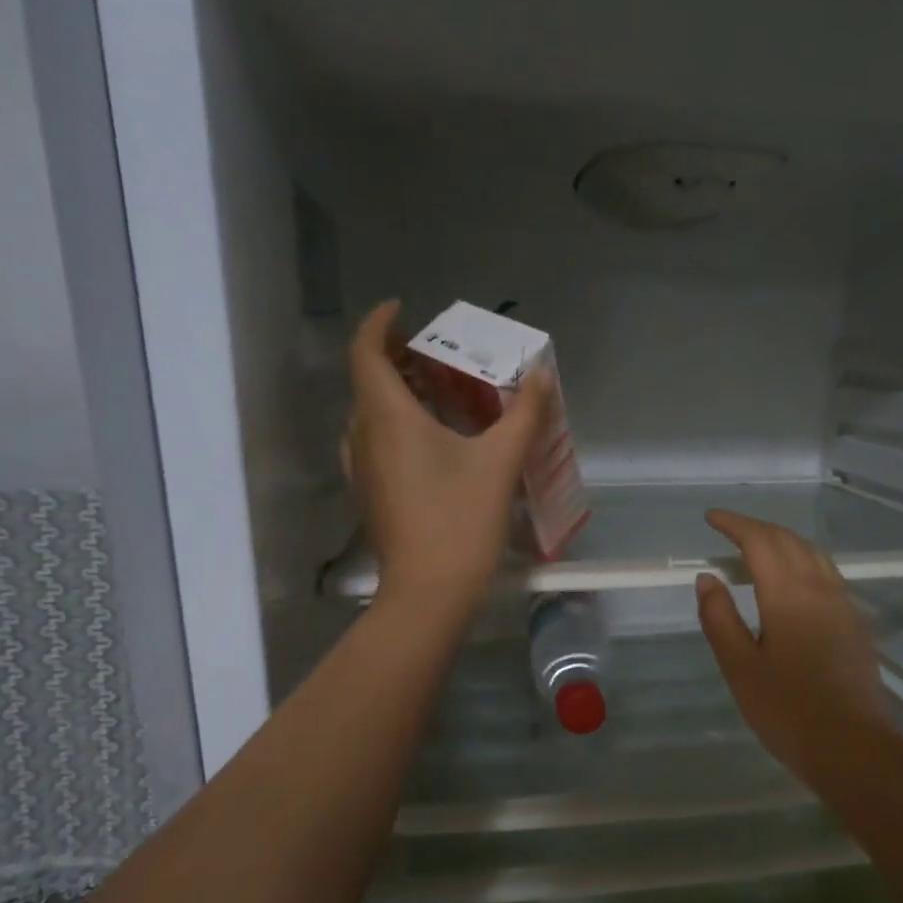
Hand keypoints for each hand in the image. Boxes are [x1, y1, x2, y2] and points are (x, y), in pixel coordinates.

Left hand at [343, 299, 545, 621]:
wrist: (429, 593)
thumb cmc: (462, 520)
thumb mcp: (501, 461)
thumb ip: (524, 412)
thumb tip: (541, 372)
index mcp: (387, 416)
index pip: (366, 351)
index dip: (379, 323)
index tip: (402, 310)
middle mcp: (363, 436)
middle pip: (368, 381)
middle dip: (398, 360)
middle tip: (438, 356)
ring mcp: (361, 469)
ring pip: (370, 415)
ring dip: (396, 395)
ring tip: (437, 395)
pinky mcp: (370, 496)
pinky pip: (375, 444)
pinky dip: (396, 427)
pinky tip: (432, 444)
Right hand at [694, 510, 892, 788]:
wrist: (853, 748)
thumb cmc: (787, 710)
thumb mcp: (740, 667)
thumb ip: (720, 618)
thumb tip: (707, 578)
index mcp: (788, 595)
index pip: (760, 542)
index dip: (735, 524)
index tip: (711, 518)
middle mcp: (820, 589)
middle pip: (789, 541)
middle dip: (757, 528)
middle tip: (728, 530)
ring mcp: (843, 604)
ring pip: (813, 554)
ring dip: (783, 541)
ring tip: (756, 548)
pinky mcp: (854, 623)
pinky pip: (826, 573)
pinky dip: (802, 560)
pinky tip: (791, 580)